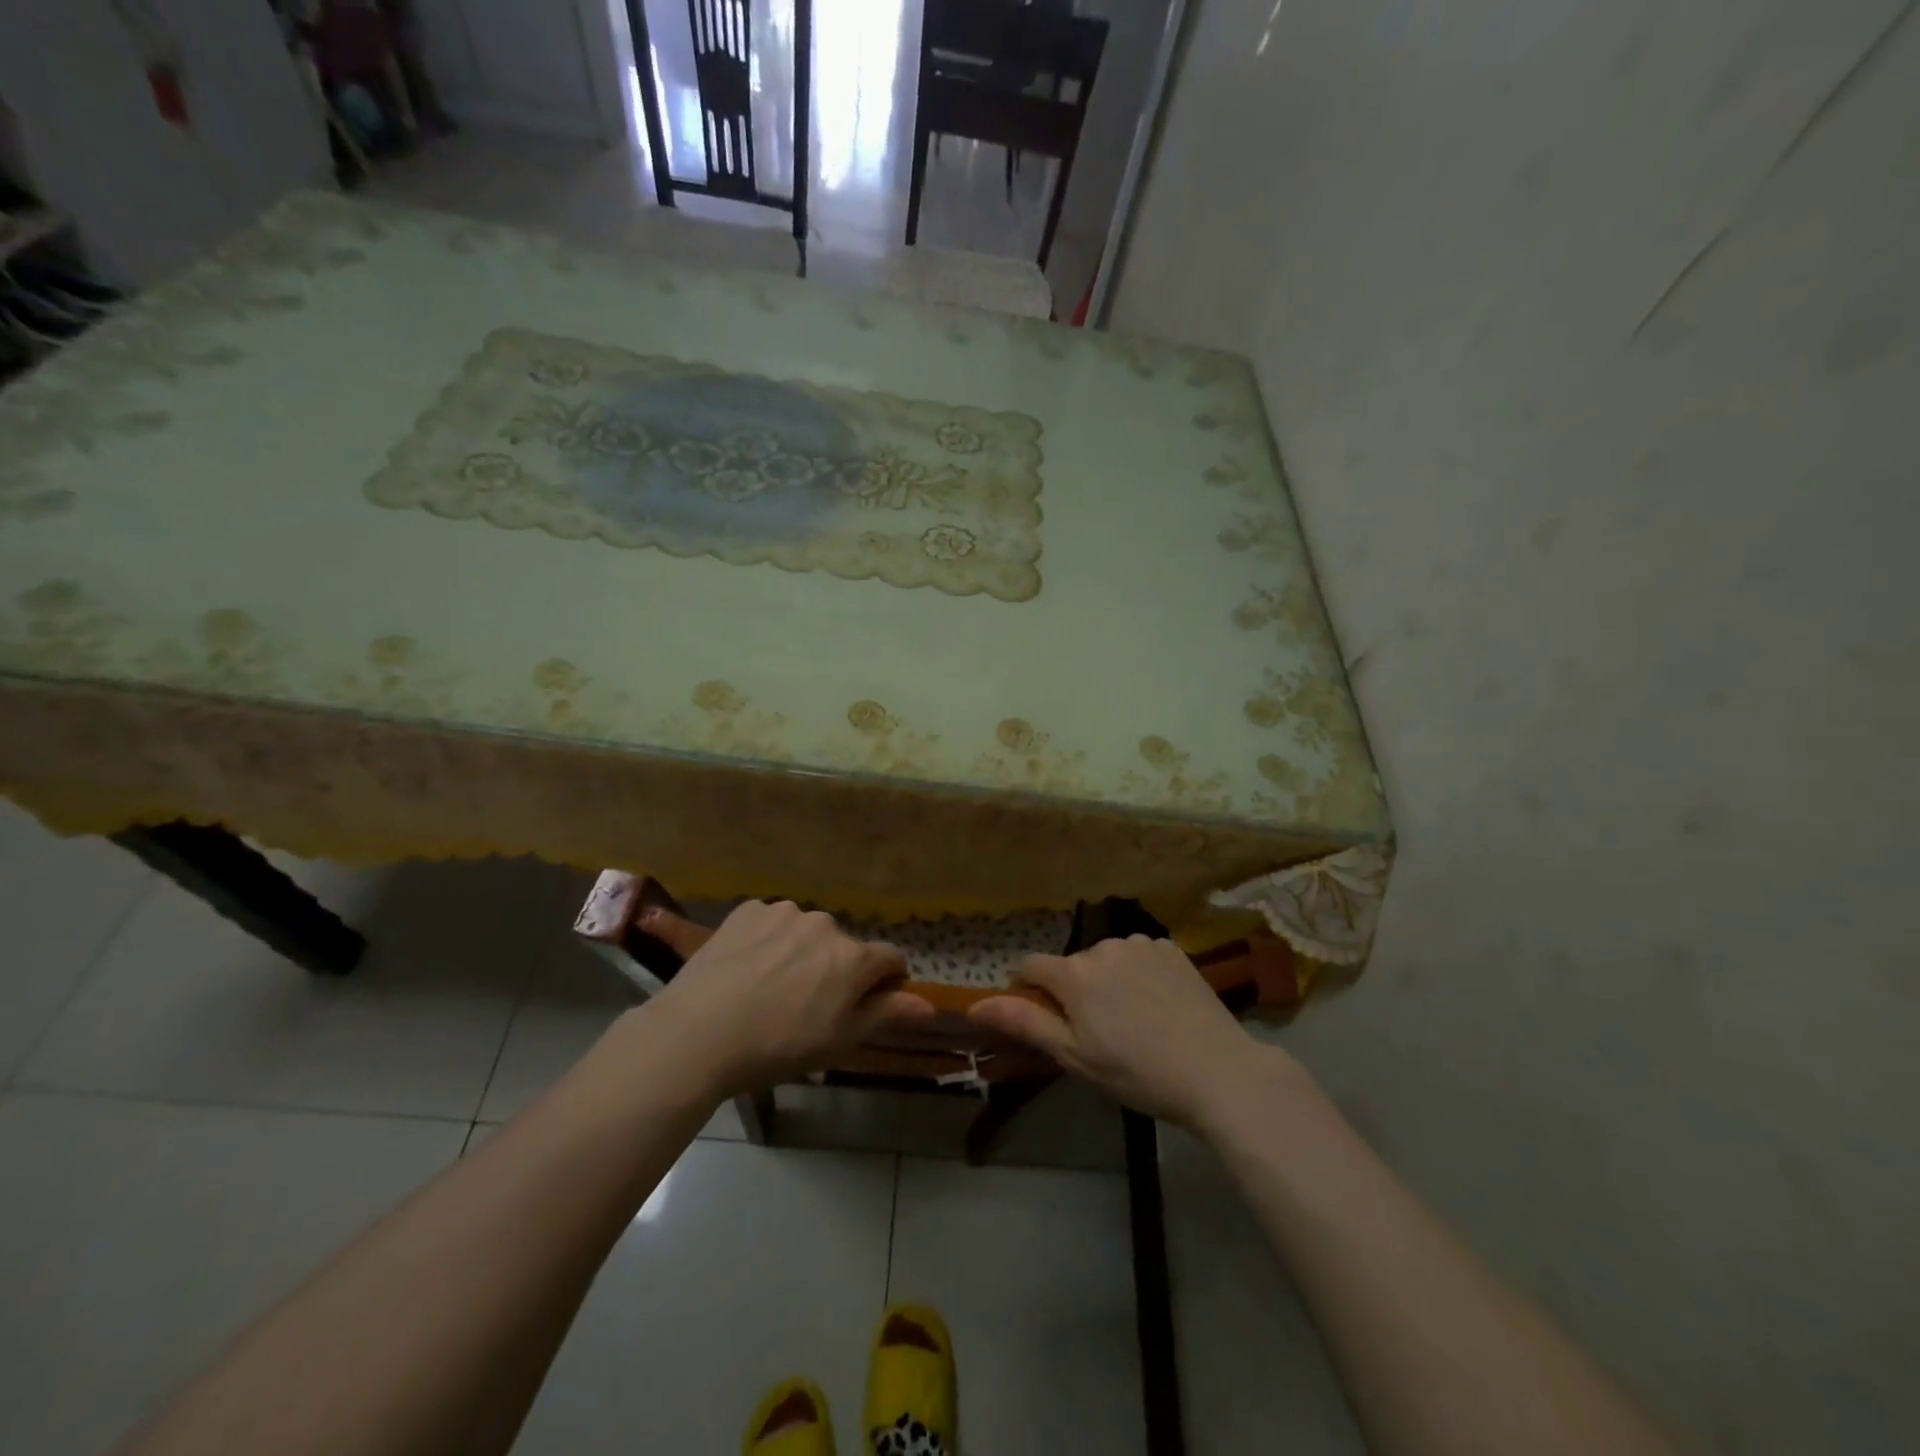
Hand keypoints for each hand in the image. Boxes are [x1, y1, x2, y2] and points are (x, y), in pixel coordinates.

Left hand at [637, 900, 934, 1096]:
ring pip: (806, 932)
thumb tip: (929, 1005)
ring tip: (769, 987)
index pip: (889, 958)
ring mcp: (784, 912)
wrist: (697, 1033)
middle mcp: (825, 924)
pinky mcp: (748, 910)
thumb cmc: (777, 1046)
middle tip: (805, 1005)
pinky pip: (770, 922)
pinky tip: (745, 969)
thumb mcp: (839, 1041)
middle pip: (844, 946)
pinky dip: (766, 940)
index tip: (863, 1004)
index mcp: (853, 957)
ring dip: (800, 952)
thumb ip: (887, 1014)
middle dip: (835, 968)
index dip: (884, 982)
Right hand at [969, 935, 1293, 1125]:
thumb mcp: (1075, 1057)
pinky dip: (1137, 974)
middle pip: (1071, 965)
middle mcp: (1103, 946)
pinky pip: (1138, 956)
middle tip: (1097, 1034)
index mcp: (1074, 973)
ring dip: (1106, 981)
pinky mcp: (1171, 948)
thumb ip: (1025, 1023)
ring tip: (1132, 1021)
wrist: (1217, 1071)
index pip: (1030, 966)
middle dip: (1073, 991)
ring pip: (1105, 959)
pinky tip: (1157, 1005)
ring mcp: (1140, 943)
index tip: (1040, 1017)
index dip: (1026, 989)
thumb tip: (975, 1003)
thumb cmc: (1137, 1073)